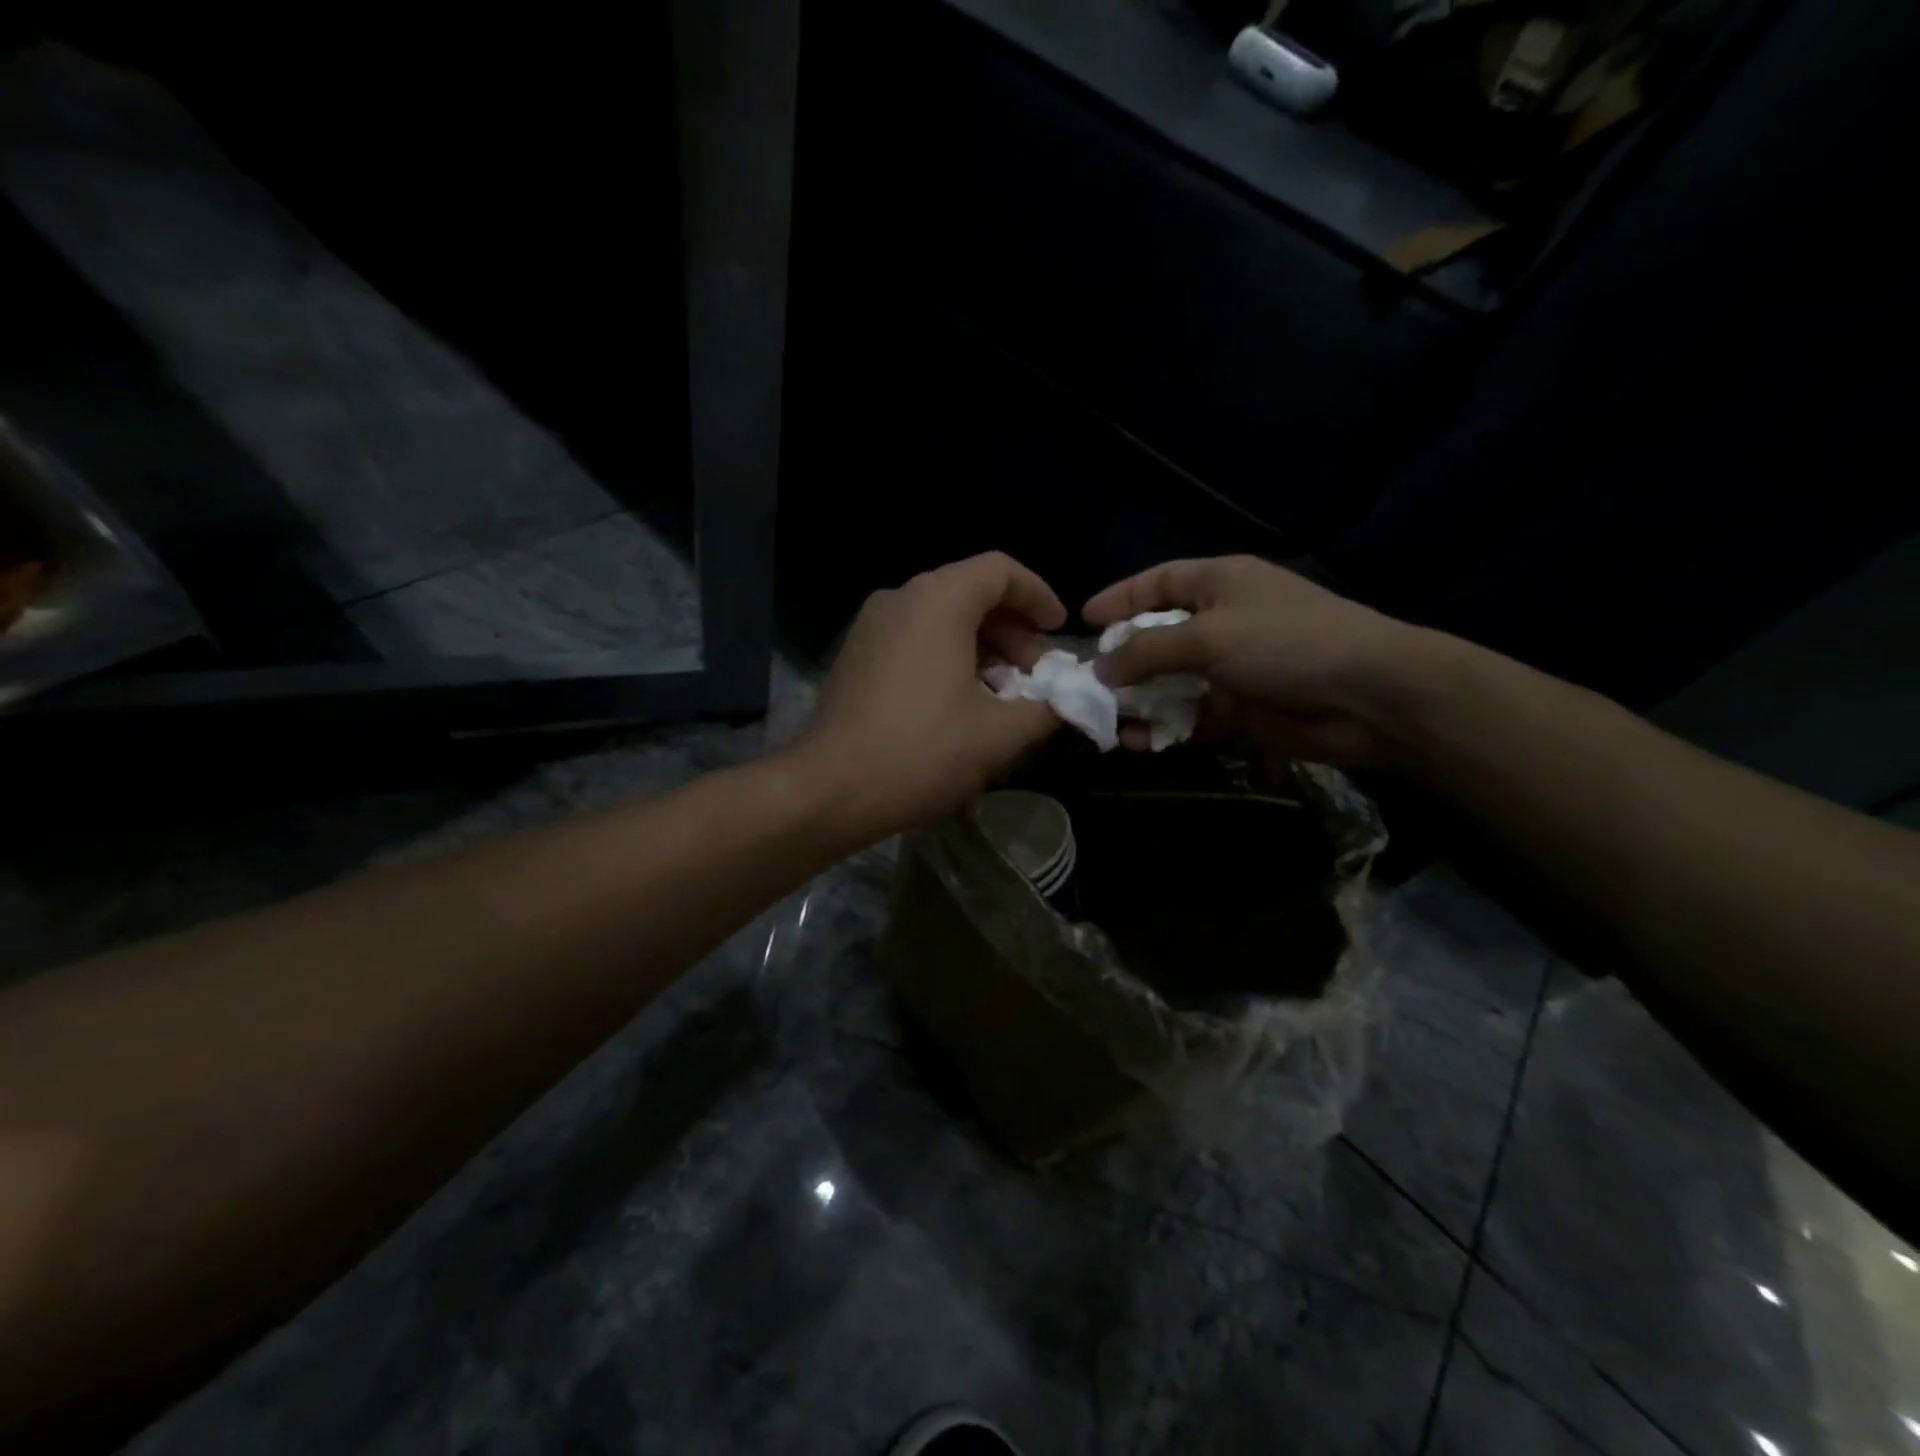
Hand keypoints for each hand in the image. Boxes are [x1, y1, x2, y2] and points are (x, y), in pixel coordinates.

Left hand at [791, 552, 1066, 838]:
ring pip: (941, 619)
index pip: (1000, 571)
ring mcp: (870, 626)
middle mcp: (900, 598)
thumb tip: (1072, 702)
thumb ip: (1047, 709)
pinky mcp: (855, 656)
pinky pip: (913, 639)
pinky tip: (960, 703)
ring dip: (981, 648)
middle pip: (970, 593)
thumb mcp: (999, 735)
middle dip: (1012, 631)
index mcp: (938, 600)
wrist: (830, 790)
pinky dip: (947, 657)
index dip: (1039, 597)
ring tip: (1002, 695)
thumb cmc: (922, 752)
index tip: (1058, 632)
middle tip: (1034, 675)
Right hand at [1084, 555, 1424, 766]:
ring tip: (1102, 719)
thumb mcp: (1207, 635)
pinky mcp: (1238, 710)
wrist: (1366, 696)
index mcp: (1219, 583)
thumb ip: (1147, 651)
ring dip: (1138, 700)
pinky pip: (1188, 717)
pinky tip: (1135, 741)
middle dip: (1122, 660)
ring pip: (1169, 682)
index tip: (1084, 621)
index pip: (1158, 582)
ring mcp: (1230, 668)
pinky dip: (1163, 728)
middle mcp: (1221, 621)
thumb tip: (1101, 669)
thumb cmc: (1284, 643)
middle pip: (1158, 636)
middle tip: (1085, 681)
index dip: (1120, 598)